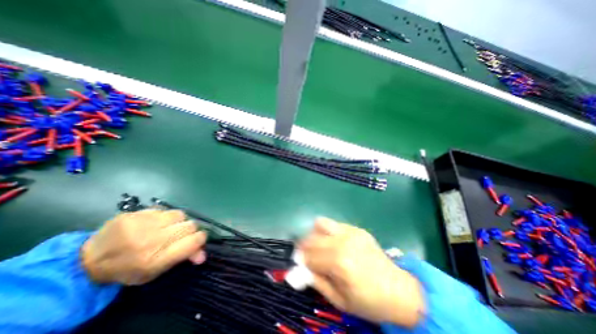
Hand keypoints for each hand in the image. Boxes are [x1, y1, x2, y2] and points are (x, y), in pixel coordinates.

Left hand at [81, 209, 207, 283]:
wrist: (88, 261)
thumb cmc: (128, 269)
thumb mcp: (155, 272)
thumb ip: (181, 259)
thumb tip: (203, 255)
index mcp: (157, 259)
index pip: (195, 241)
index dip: (200, 239)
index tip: (196, 240)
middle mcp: (153, 240)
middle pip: (191, 226)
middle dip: (189, 230)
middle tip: (178, 235)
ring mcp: (143, 224)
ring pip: (180, 214)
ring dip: (178, 221)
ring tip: (167, 227)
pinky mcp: (135, 213)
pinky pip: (164, 210)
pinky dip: (164, 216)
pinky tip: (154, 223)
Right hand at [303, 217, 422, 327]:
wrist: (399, 290)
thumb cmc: (368, 301)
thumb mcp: (339, 300)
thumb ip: (317, 282)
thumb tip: (298, 269)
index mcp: (339, 263)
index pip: (309, 256)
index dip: (301, 259)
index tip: (297, 262)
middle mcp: (343, 242)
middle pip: (312, 238)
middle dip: (304, 246)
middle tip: (306, 254)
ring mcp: (351, 232)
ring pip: (321, 224)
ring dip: (314, 234)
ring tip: (318, 245)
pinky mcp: (356, 228)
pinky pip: (334, 224)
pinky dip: (327, 231)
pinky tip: (332, 242)